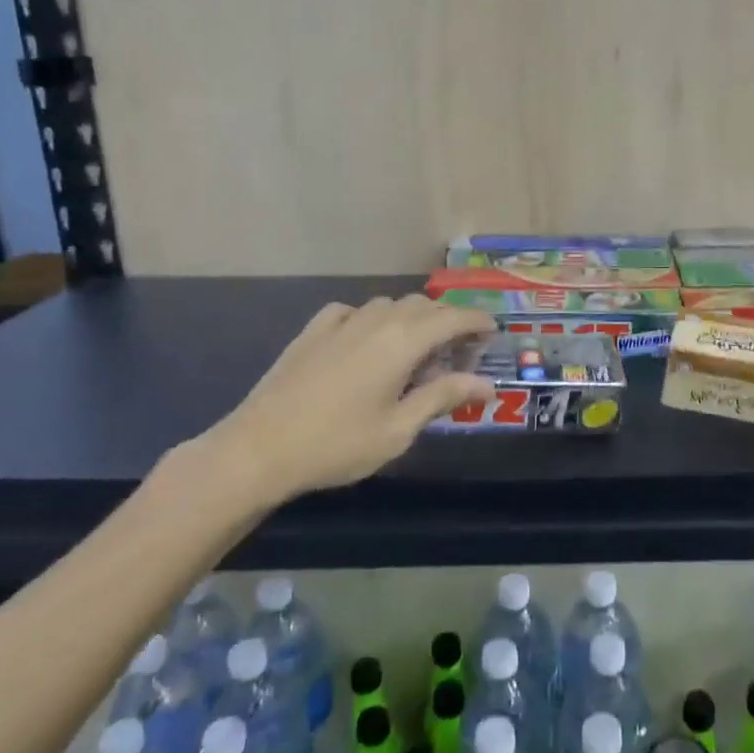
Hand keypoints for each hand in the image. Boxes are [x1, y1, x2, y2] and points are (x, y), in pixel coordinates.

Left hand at [164, 295, 496, 514]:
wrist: (259, 448)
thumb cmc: (337, 445)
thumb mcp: (399, 430)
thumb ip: (443, 398)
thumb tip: (486, 385)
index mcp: (402, 342)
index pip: (452, 317)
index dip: (477, 320)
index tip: (493, 330)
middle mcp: (376, 320)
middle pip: (423, 306)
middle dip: (447, 321)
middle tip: (458, 351)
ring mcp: (341, 321)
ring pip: (389, 304)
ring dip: (411, 319)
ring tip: (415, 350)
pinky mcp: (314, 330)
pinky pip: (354, 311)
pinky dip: (373, 320)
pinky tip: (367, 342)